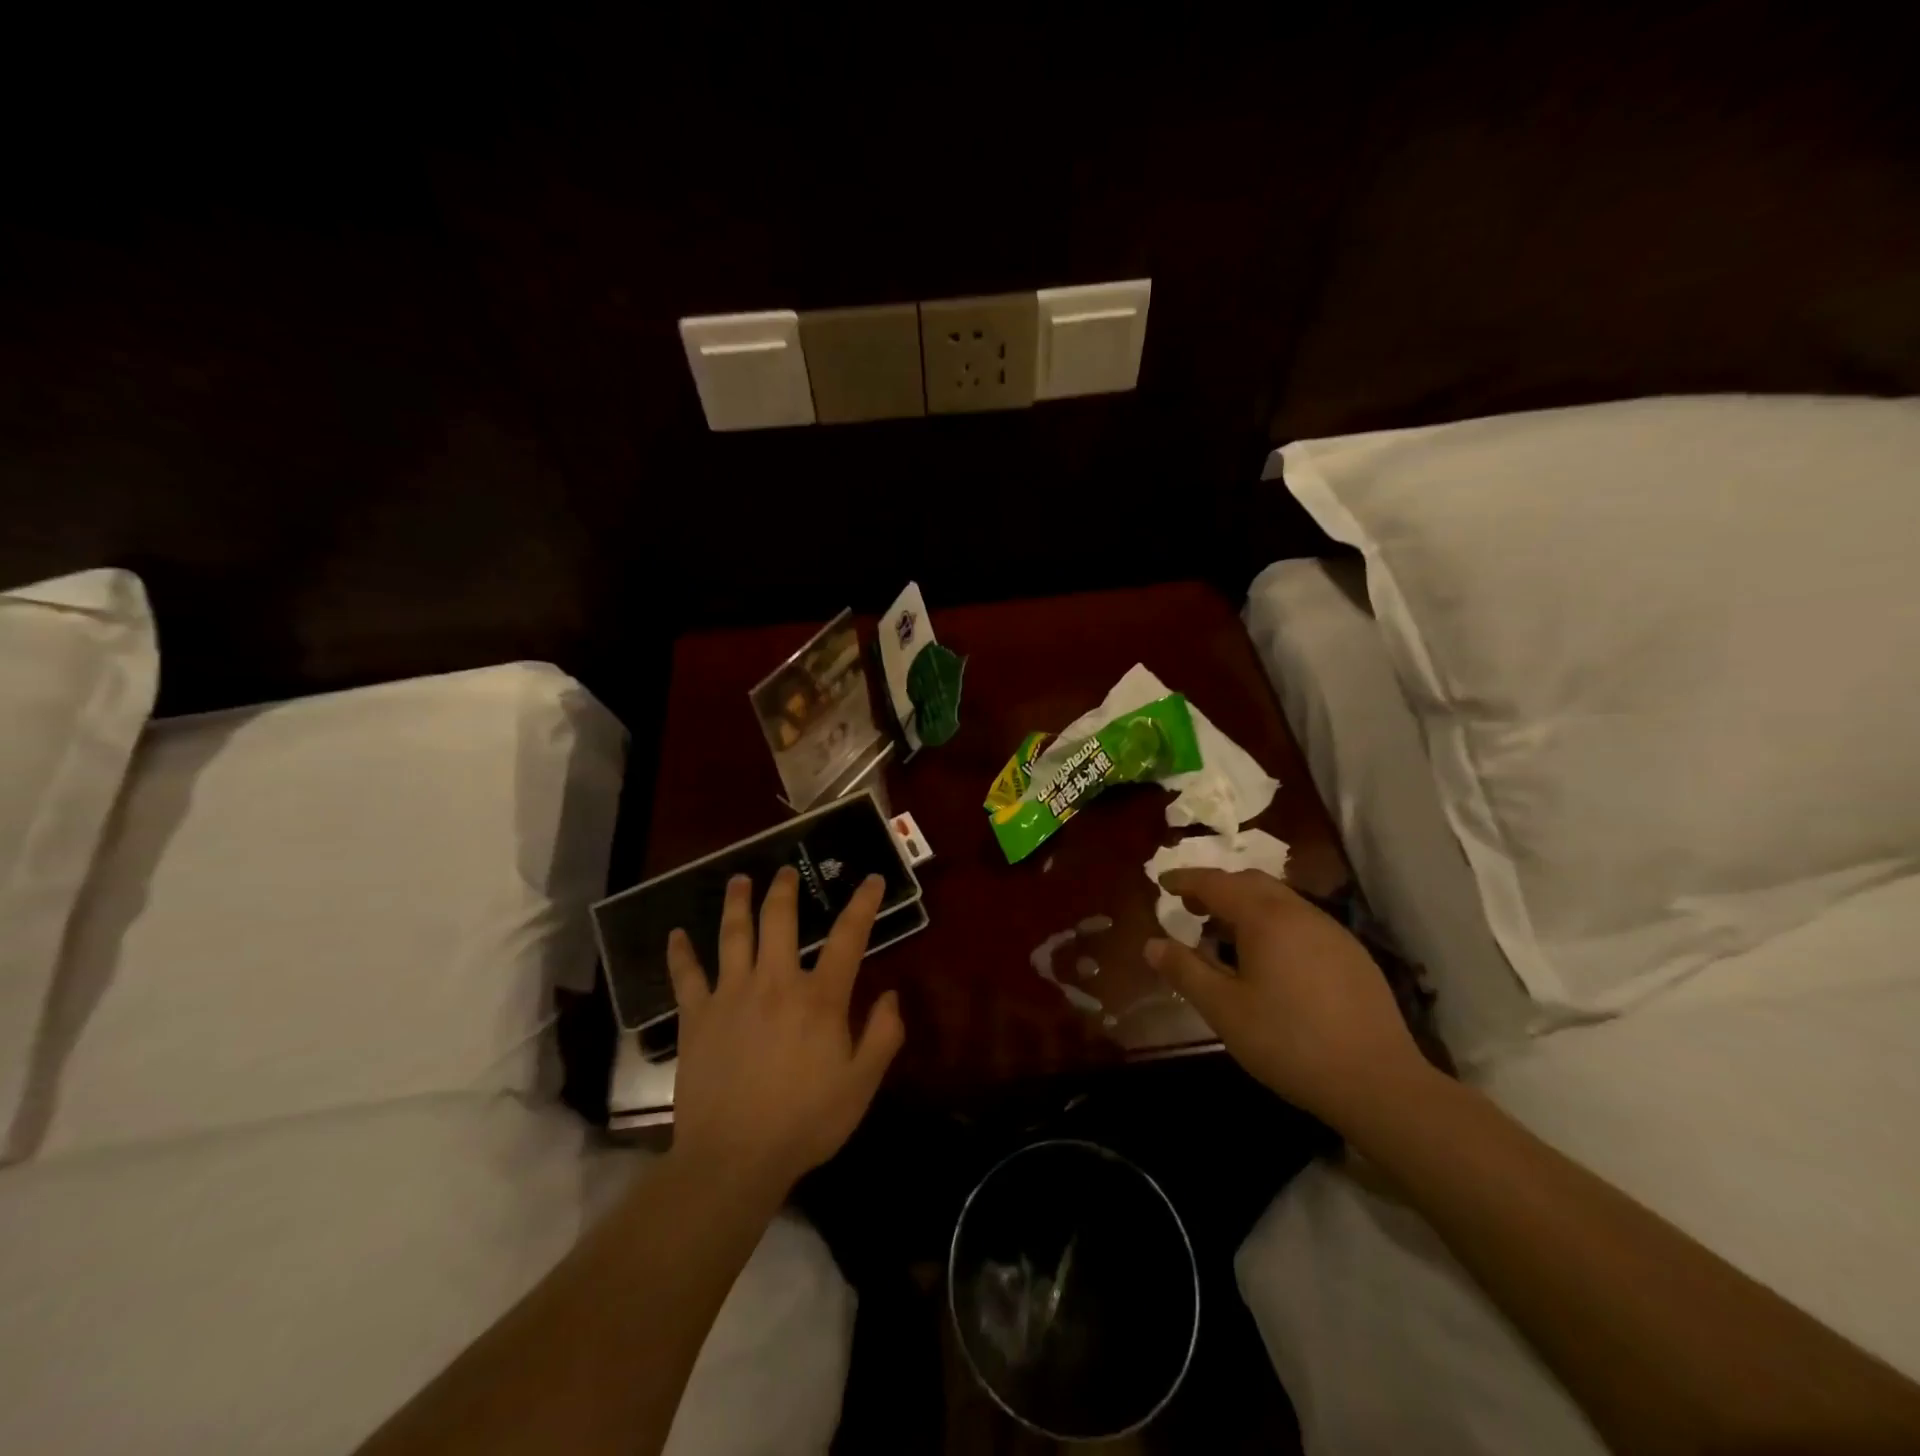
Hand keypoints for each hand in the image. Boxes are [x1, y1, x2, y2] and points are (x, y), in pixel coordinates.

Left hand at [665, 868, 904, 1202]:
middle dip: (784, 890)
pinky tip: (675, 934)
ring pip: (732, 935)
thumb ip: (882, 1036)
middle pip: (779, 920)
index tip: (869, 879)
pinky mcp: (696, 1017)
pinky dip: (680, 953)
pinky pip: (686, 976)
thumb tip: (892, 996)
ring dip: (736, 903)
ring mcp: (730, 996)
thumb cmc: (804, 1122)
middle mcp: (774, 983)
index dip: (862, 904)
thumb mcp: (861, 1085)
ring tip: (739, 880)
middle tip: (785, 870)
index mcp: (819, 997)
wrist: (733, 1158)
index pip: (848, 937)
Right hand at [1144, 869, 1431, 1130]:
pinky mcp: (1353, 955)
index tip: (1162, 883)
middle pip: (1251, 883)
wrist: (1378, 1082)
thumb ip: (1185, 971)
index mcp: (1265, 918)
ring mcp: (1332, 931)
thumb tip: (1152, 944)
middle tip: (1191, 908)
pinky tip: (1271, 960)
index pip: (1216, 883)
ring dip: (1247, 906)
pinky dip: (1274, 924)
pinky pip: (1303, 922)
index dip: (1186, 880)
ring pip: (1280, 901)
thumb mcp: (1224, 1010)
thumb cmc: (1289, 1042)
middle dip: (1217, 888)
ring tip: (1226, 935)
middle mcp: (1300, 912)